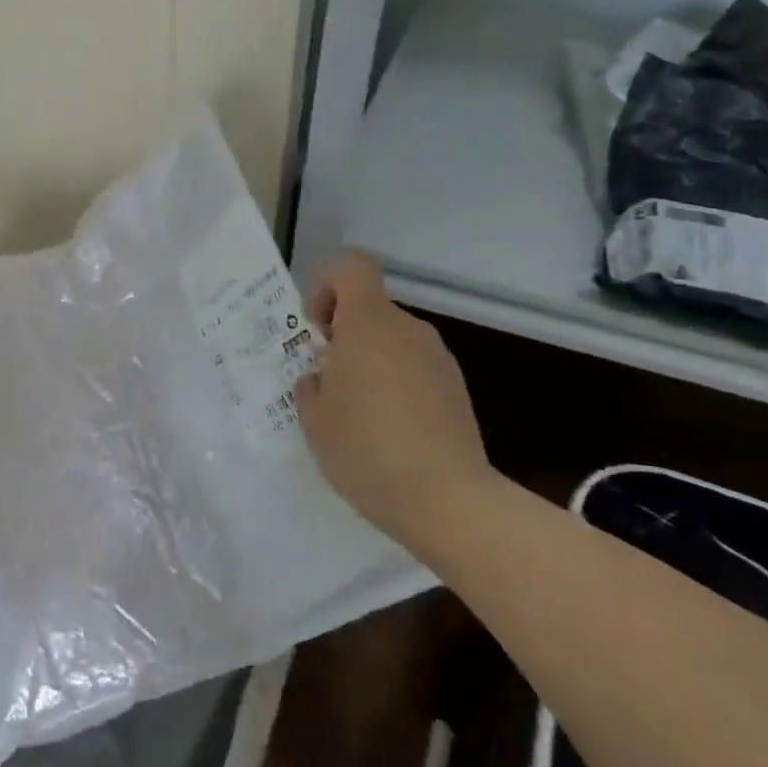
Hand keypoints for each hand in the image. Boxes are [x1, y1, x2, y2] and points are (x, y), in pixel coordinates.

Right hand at [295, 253, 491, 544]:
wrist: (445, 499)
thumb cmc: (365, 449)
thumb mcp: (314, 420)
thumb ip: (310, 386)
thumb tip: (322, 377)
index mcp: (369, 324)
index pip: (352, 267)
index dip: (327, 285)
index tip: (318, 330)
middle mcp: (408, 330)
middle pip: (370, 310)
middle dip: (344, 338)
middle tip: (328, 385)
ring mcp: (438, 359)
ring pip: (392, 343)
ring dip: (370, 365)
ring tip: (357, 417)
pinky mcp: (456, 389)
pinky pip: (414, 370)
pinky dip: (396, 387)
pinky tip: (389, 434)